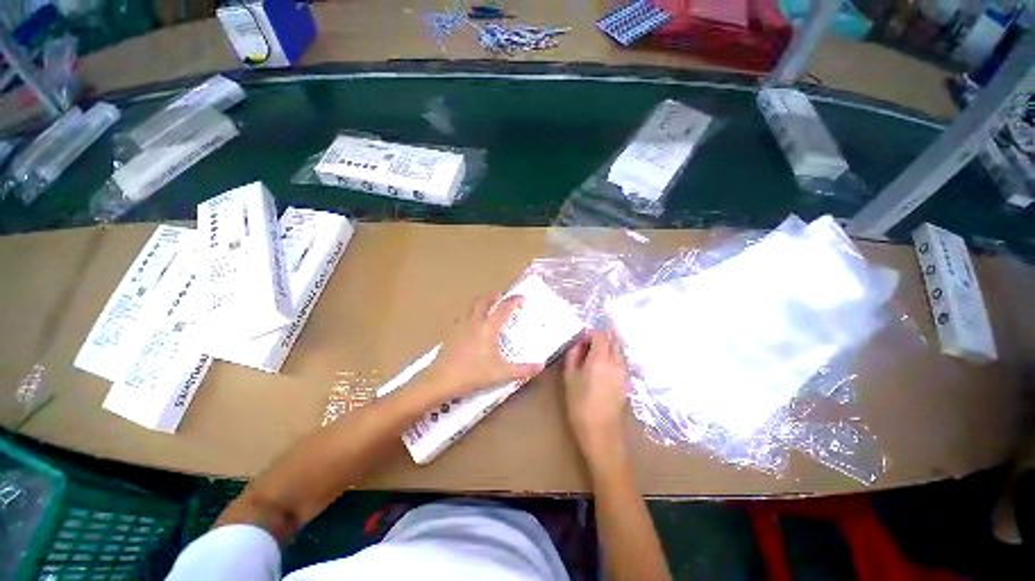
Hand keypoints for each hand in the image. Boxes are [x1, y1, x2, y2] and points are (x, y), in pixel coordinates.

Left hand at [422, 294, 543, 397]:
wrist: (441, 380)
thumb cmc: (473, 374)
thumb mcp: (501, 374)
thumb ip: (522, 370)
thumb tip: (541, 365)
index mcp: (488, 328)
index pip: (503, 309)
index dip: (513, 301)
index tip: (521, 297)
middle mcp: (473, 322)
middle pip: (483, 301)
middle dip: (493, 296)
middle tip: (501, 296)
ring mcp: (459, 327)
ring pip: (470, 308)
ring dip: (480, 303)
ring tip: (486, 307)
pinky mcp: (450, 335)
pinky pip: (462, 319)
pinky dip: (470, 316)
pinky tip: (471, 327)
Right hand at [563, 329, 630, 462]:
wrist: (600, 428)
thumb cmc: (580, 404)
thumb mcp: (569, 378)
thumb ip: (573, 357)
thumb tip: (578, 344)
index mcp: (601, 358)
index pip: (599, 334)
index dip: (589, 333)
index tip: (580, 340)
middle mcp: (616, 361)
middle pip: (612, 340)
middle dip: (600, 338)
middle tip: (586, 346)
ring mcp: (624, 370)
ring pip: (618, 351)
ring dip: (607, 349)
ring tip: (593, 358)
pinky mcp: (627, 380)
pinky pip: (620, 362)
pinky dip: (612, 359)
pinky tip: (601, 370)